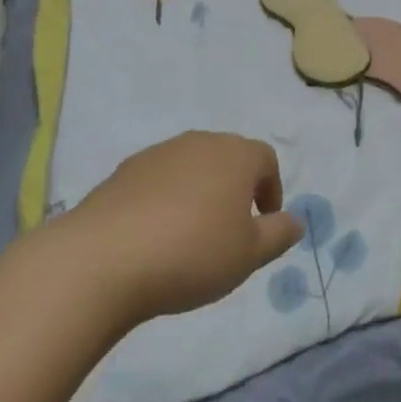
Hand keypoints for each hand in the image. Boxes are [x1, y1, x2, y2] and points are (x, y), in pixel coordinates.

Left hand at [60, 132, 304, 324]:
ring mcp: (160, 152)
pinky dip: (165, 200)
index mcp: (236, 155)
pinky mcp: (125, 170)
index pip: (266, 159)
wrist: (104, 259)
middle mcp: (200, 142)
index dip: (270, 190)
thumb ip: (278, 234)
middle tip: (229, 232)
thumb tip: (296, 220)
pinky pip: (158, 180)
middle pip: (228, 158)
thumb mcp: (248, 255)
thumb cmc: (192, 254)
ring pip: (192, 167)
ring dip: (198, 193)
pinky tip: (154, 237)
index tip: (263, 224)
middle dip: (234, 189)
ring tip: (189, 237)